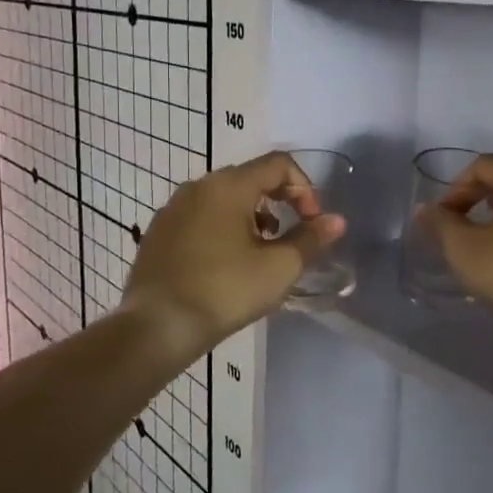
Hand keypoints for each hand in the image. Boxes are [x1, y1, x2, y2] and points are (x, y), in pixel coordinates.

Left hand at [123, 152, 346, 349]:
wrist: (156, 327)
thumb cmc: (225, 291)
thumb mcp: (279, 268)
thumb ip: (311, 239)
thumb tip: (337, 221)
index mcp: (229, 186)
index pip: (278, 164)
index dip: (304, 188)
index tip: (312, 222)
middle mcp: (198, 186)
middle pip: (250, 178)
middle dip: (279, 201)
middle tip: (290, 237)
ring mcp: (173, 208)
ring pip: (223, 198)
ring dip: (251, 215)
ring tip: (260, 252)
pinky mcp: (158, 232)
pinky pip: (200, 216)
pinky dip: (222, 227)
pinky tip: (226, 263)